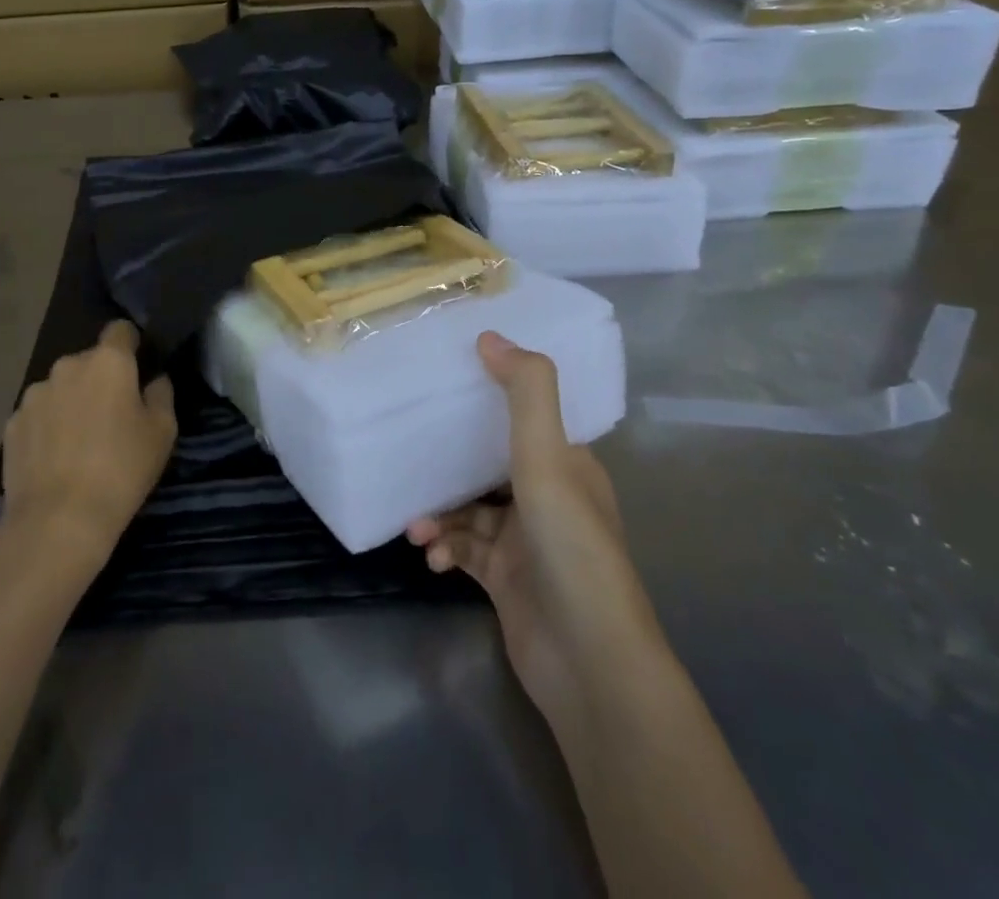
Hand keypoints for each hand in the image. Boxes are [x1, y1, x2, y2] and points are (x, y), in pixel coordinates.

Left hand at [1, 321, 175, 564]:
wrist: (58, 521)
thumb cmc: (121, 470)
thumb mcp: (162, 433)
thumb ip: (161, 395)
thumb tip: (154, 380)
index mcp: (108, 362)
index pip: (120, 330)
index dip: (131, 345)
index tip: (137, 369)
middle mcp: (67, 366)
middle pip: (89, 362)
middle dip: (100, 380)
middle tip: (111, 417)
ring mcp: (33, 395)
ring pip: (60, 388)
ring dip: (70, 402)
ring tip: (78, 443)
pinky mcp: (12, 424)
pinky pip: (37, 416)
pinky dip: (46, 428)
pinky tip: (54, 460)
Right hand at [408, 332, 657, 723]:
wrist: (589, 662)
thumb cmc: (571, 546)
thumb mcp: (548, 459)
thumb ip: (526, 393)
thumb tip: (489, 335)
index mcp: (568, 467)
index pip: (526, 421)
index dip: (489, 401)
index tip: (444, 388)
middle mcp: (548, 499)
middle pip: (488, 465)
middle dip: (447, 464)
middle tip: (409, 455)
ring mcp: (525, 543)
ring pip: (470, 510)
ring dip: (440, 513)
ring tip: (416, 527)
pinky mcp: (505, 580)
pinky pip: (464, 549)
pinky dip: (444, 547)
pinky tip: (430, 557)